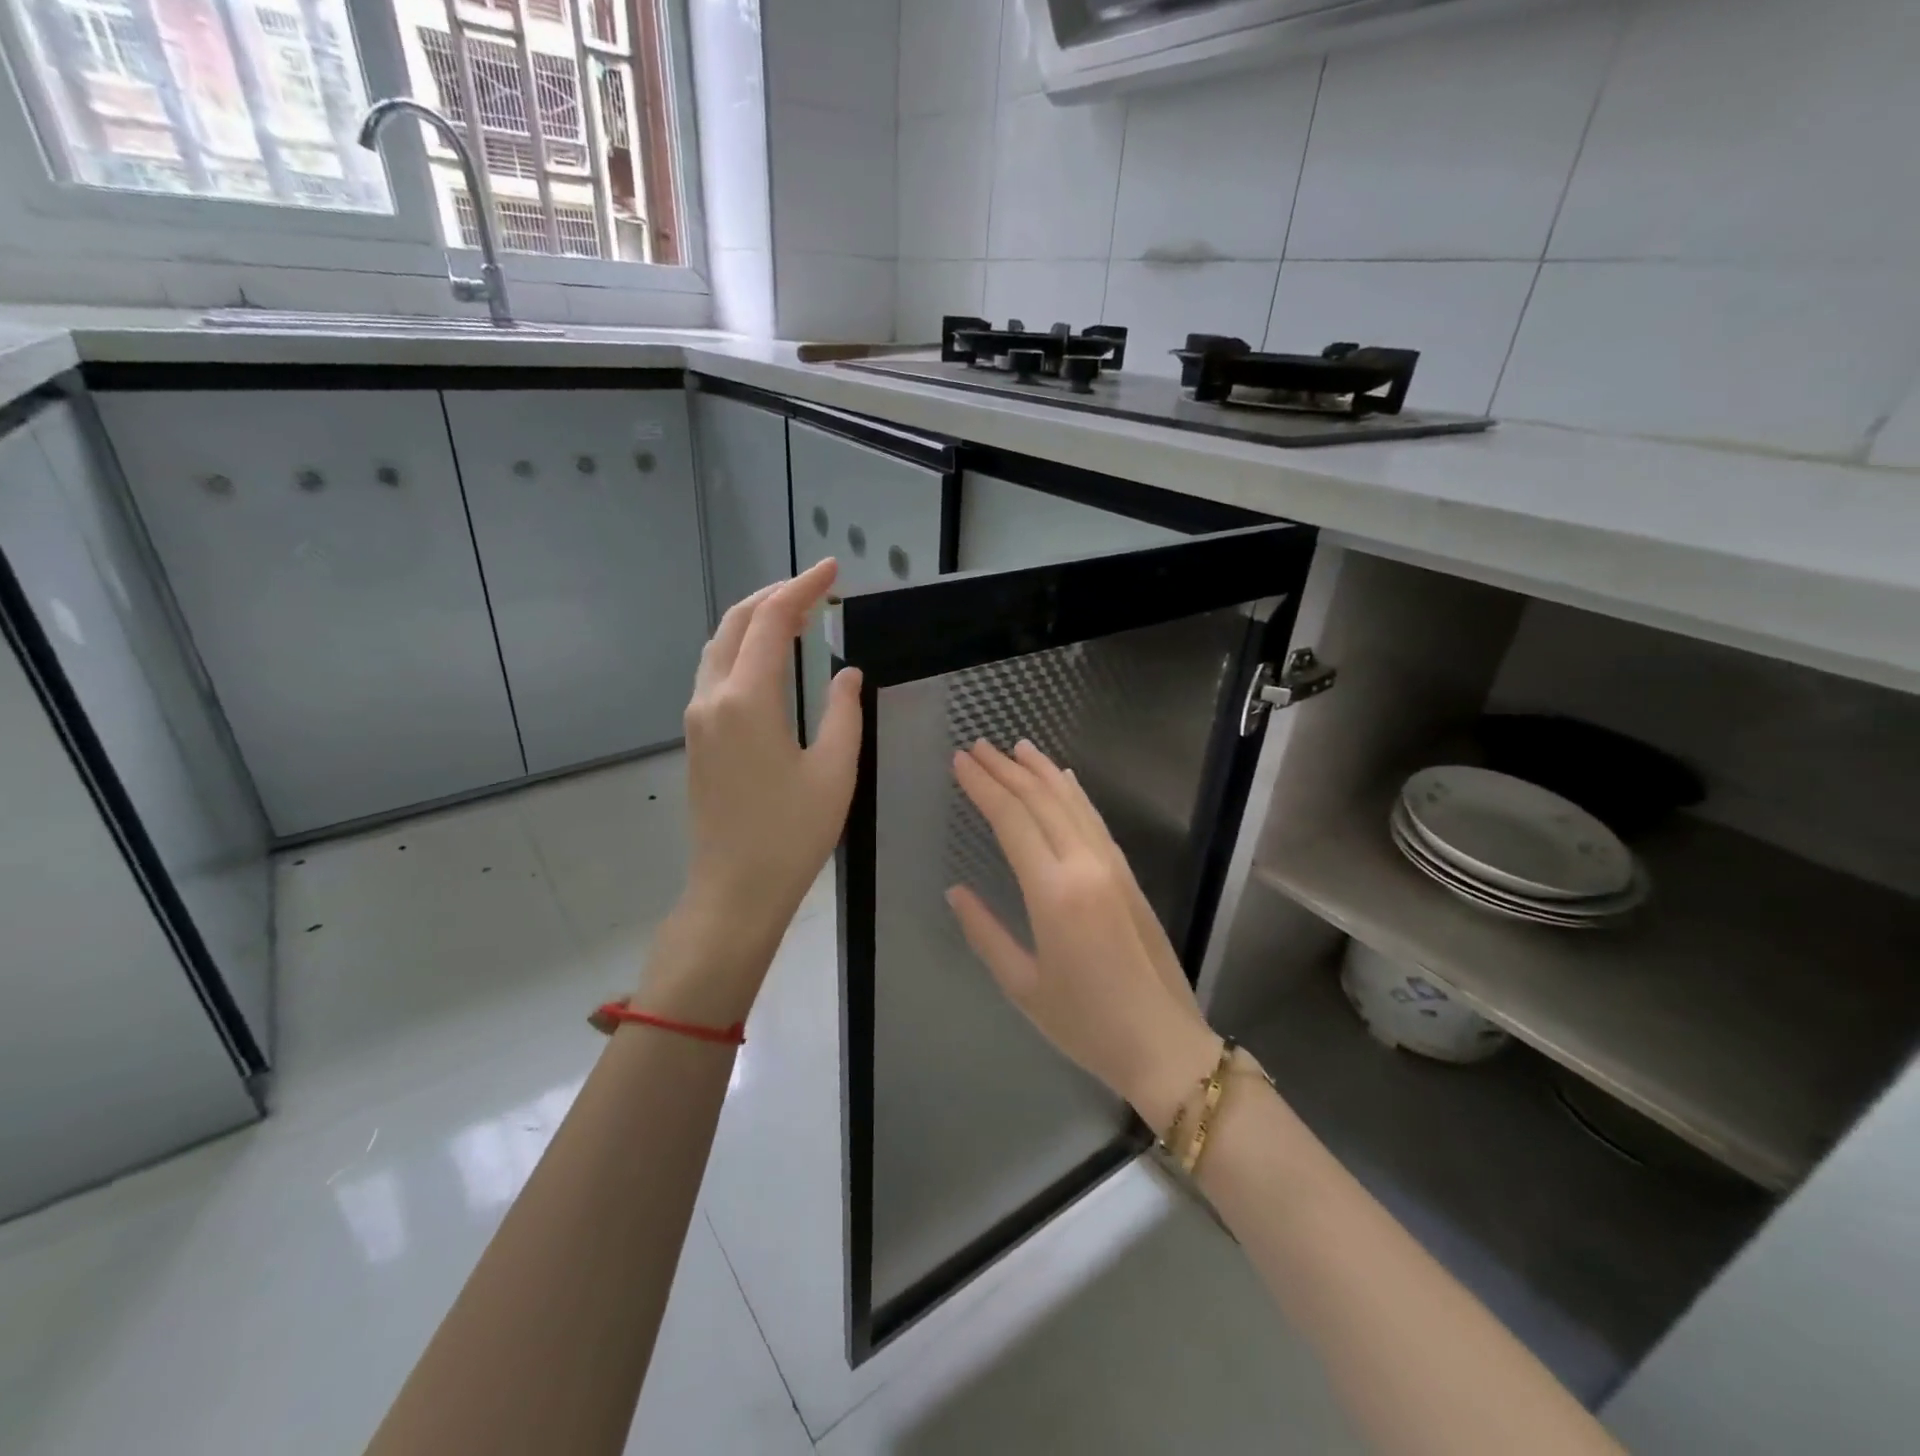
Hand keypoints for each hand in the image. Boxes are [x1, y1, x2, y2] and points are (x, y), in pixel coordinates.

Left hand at [646, 560, 862, 1022]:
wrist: (735, 889)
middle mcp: (712, 698)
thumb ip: (842, 711)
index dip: (802, 588)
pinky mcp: (698, 739)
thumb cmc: (792, 834)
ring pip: (719, 647)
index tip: (832, 570)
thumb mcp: (835, 770)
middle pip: (736, 624)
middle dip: (774, 596)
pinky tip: (769, 659)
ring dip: (754, 622)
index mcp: (747, 699)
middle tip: (815, 588)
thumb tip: (846, 673)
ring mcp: (698, 719)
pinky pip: (715, 673)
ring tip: (795, 614)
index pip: (771, 622)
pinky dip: (743, 650)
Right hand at [947, 740, 1220, 1130]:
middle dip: (1006, 769)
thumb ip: (984, 932)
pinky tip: (1063, 779)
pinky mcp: (1128, 874)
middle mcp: (1085, 865)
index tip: (960, 761)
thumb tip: (955, 892)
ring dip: (1041, 771)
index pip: (1012, 820)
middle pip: (1041, 801)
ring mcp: (1112, 866)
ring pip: (1072, 802)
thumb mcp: (1022, 986)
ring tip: (1016, 747)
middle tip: (978, 746)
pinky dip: (1075, 793)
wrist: (1163, 1043)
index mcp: (1054, 892)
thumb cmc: (1085, 1024)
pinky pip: (1094, 820)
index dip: (983, 786)